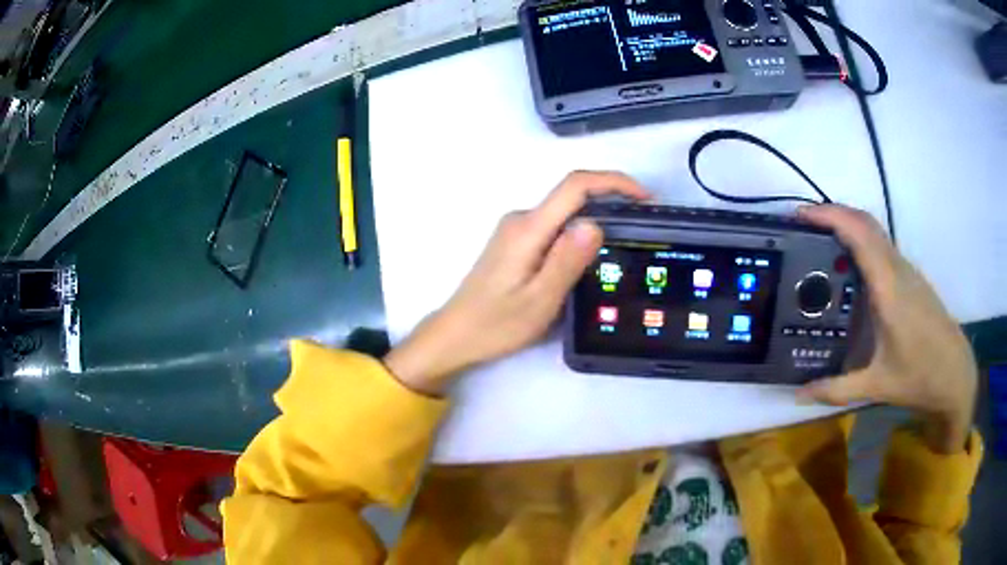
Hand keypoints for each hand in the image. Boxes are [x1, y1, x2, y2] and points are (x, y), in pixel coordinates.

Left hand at [384, 171, 649, 395]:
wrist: (456, 334)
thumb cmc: (496, 324)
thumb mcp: (539, 300)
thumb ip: (566, 261)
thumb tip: (596, 223)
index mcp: (528, 229)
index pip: (575, 186)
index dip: (613, 183)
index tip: (644, 198)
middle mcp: (521, 219)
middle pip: (572, 195)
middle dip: (611, 201)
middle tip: (642, 227)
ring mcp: (517, 230)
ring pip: (565, 213)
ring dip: (596, 218)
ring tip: (623, 244)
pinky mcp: (516, 242)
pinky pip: (555, 226)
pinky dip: (579, 232)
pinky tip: (592, 255)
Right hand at [796, 205, 977, 452]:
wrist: (956, 375)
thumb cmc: (921, 377)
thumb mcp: (877, 386)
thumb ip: (836, 389)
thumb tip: (798, 394)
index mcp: (889, 289)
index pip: (859, 234)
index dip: (830, 216)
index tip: (800, 216)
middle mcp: (898, 270)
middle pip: (865, 222)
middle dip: (834, 214)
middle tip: (804, 226)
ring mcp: (907, 272)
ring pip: (875, 232)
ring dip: (848, 225)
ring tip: (820, 242)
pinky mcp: (911, 280)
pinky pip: (882, 247)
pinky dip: (861, 241)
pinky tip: (850, 267)